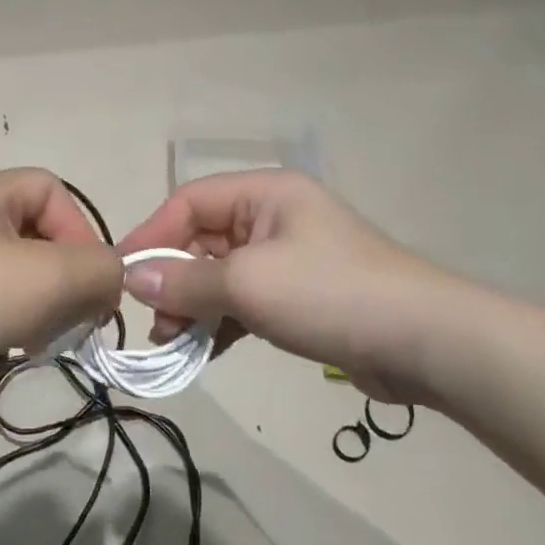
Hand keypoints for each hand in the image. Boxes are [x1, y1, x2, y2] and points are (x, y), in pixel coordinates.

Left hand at [0, 169, 122, 422]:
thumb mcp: (47, 276)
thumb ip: (99, 270)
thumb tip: (112, 281)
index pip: (55, 193)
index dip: (83, 233)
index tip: (92, 285)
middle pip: (39, 238)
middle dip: (65, 279)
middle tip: (72, 320)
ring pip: (16, 277)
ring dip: (40, 308)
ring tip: (38, 340)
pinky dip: (7, 326)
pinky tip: (6, 352)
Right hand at [117, 171, 439, 402]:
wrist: (423, 342)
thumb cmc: (330, 294)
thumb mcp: (249, 283)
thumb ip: (186, 280)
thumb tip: (131, 278)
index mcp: (265, 195)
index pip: (190, 202)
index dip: (152, 234)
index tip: (121, 276)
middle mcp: (274, 218)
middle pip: (203, 239)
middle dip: (173, 278)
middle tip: (153, 322)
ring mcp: (288, 259)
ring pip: (220, 275)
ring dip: (193, 305)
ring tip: (174, 342)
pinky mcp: (298, 297)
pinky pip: (243, 301)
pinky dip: (221, 322)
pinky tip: (203, 350)